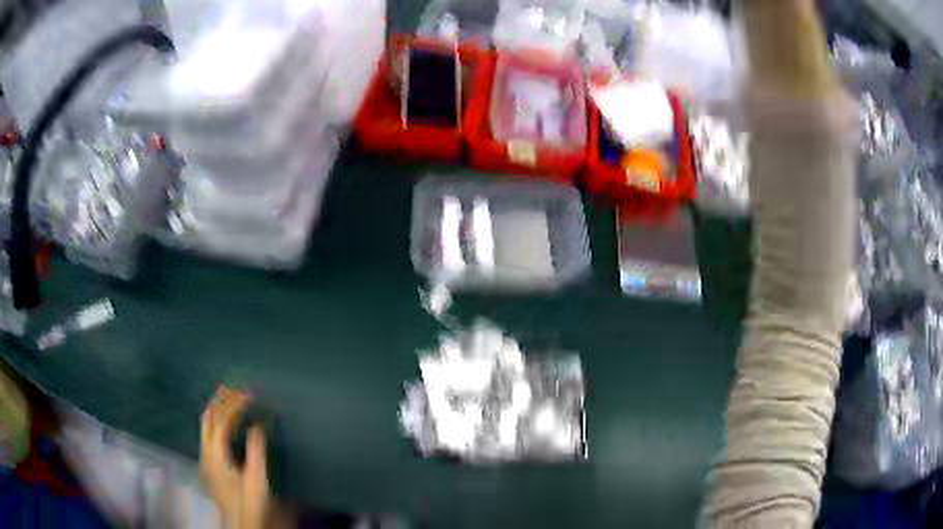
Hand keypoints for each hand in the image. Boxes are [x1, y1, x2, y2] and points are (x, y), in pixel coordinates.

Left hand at [200, 386, 270, 528]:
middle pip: (207, 418)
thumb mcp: (257, 479)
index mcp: (216, 456)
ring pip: (206, 425)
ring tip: (231, 396)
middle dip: (220, 400)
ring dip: (217, 408)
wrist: (241, 524)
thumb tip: (258, 424)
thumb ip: (256, 451)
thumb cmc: (251, 504)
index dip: (234, 405)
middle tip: (236, 387)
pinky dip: (217, 421)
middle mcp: (206, 453)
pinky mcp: (209, 464)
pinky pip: (209, 434)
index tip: (249, 394)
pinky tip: (226, 422)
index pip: (221, 421)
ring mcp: (205, 459)